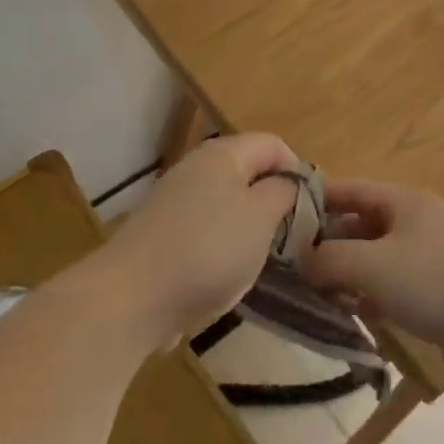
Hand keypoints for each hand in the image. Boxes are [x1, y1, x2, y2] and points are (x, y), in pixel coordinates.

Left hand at [106, 132, 298, 344]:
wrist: (130, 298)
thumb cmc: (208, 249)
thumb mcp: (262, 217)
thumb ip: (283, 192)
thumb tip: (286, 183)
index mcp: (224, 154)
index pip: (274, 144)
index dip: (299, 170)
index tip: (313, 208)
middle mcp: (197, 167)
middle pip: (248, 172)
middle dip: (273, 201)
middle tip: (290, 236)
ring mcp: (174, 200)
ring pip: (227, 203)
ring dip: (248, 227)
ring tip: (260, 259)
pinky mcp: (160, 233)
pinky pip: (204, 229)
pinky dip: (220, 247)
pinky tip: (223, 276)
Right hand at [298, 179, 443, 390]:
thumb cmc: (432, 280)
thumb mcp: (370, 265)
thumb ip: (329, 259)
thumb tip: (300, 257)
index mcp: (404, 202)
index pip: (350, 189)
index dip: (317, 198)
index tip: (281, 213)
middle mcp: (417, 223)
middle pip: (362, 224)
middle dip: (328, 241)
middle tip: (291, 261)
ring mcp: (431, 258)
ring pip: (377, 258)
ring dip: (348, 272)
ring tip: (313, 289)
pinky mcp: (440, 293)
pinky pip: (394, 286)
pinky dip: (371, 295)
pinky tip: (352, 312)